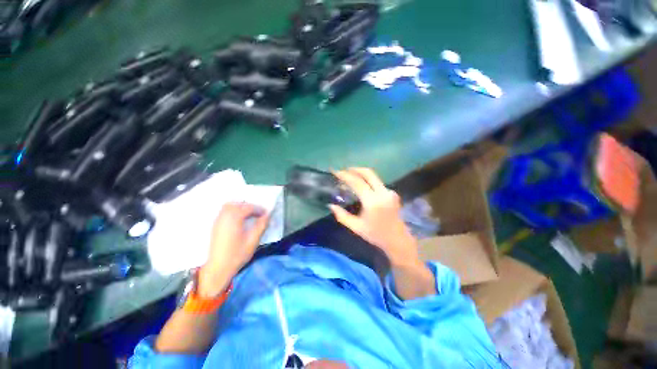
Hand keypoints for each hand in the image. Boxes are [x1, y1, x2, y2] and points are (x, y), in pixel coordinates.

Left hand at [198, 202, 269, 297]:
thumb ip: (261, 225)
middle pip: (238, 204)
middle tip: (258, 214)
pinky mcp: (215, 225)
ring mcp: (218, 220)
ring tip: (249, 216)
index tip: (266, 214)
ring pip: (230, 206)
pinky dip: (233, 211)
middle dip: (250, 206)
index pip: (248, 207)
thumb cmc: (237, 255)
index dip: (259, 209)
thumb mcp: (253, 240)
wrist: (218, 268)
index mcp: (234, 219)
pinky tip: (239, 220)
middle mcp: (224, 216)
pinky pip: (224, 212)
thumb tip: (267, 215)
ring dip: (241, 207)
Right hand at [330, 168, 419, 267]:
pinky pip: (377, 182)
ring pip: (373, 176)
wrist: (398, 239)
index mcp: (373, 202)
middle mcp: (383, 193)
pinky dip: (367, 180)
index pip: (357, 182)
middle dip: (354, 169)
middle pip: (368, 173)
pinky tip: (360, 185)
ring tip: (349, 177)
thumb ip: (342, 216)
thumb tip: (331, 205)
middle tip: (343, 170)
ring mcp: (389, 192)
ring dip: (360, 174)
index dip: (345, 175)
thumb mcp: (356, 227)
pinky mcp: (392, 193)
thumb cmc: (376, 235)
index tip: (335, 171)